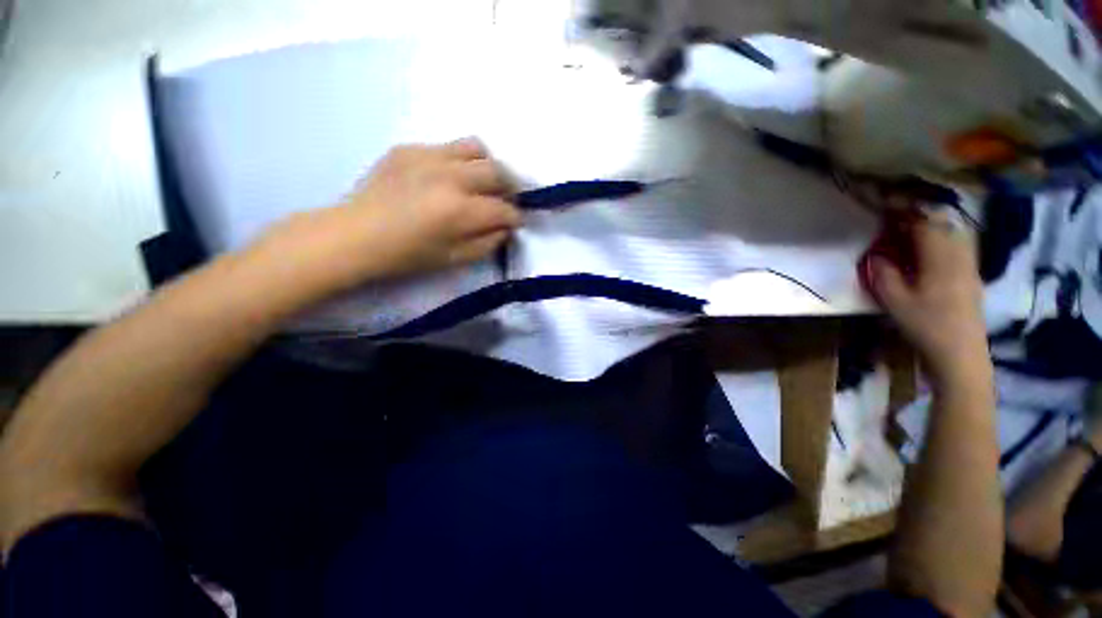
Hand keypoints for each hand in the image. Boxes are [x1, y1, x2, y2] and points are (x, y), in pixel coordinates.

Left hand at [253, 138, 520, 294]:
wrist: (354, 235)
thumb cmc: (407, 256)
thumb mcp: (454, 260)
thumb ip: (487, 243)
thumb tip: (505, 228)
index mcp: (461, 211)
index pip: (504, 209)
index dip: (515, 217)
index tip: (516, 222)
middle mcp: (450, 177)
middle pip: (497, 172)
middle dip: (510, 188)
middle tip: (505, 200)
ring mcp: (428, 157)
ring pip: (475, 147)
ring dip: (487, 165)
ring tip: (481, 181)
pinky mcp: (409, 148)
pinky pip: (446, 147)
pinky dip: (457, 162)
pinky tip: (446, 178)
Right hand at [869, 212, 990, 389]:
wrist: (961, 354)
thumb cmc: (926, 326)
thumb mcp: (895, 301)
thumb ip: (884, 273)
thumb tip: (877, 255)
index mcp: (940, 259)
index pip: (924, 223)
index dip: (905, 210)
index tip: (886, 204)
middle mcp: (959, 256)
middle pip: (943, 223)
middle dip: (919, 215)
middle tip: (896, 219)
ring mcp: (970, 266)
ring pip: (954, 233)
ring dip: (933, 227)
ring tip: (911, 232)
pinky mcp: (972, 276)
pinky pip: (959, 247)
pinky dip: (943, 240)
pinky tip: (930, 252)